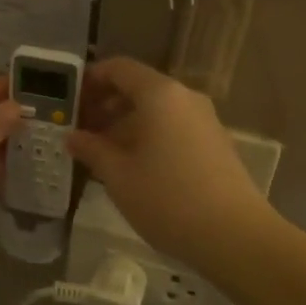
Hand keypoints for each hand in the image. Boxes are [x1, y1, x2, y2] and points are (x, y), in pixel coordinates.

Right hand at [68, 57, 272, 267]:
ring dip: (126, 124)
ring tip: (101, 153)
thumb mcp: (118, 176)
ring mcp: (204, 120)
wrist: (235, 236)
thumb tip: (72, 137)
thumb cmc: (167, 199)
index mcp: (159, 94)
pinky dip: (149, 136)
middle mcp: (185, 97)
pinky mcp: (215, 143)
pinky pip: (173, 127)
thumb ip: (91, 149)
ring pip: (157, 110)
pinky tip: (134, 167)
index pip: (119, 68)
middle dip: (106, 104)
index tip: (70, 101)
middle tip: (80, 130)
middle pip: (138, 87)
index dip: (91, 79)